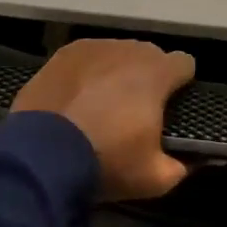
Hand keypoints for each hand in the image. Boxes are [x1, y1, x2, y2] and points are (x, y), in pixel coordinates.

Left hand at [12, 39, 195, 199]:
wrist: (41, 156)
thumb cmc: (106, 160)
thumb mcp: (153, 179)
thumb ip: (177, 167)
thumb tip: (184, 163)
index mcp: (156, 73)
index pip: (185, 64)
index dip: (181, 83)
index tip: (172, 104)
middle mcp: (128, 50)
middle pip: (150, 55)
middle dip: (147, 76)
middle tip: (135, 109)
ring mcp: (93, 48)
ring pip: (117, 54)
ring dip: (116, 72)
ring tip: (102, 102)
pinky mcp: (63, 55)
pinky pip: (86, 58)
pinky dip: (87, 73)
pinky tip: (77, 97)